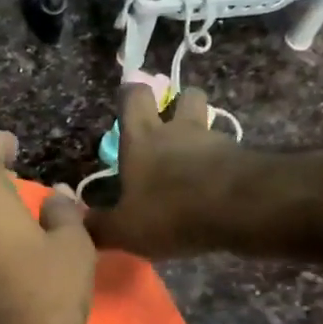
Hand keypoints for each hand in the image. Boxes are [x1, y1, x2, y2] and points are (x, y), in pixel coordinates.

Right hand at [84, 85, 240, 257]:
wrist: (240, 209)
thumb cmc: (170, 211)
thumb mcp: (124, 229)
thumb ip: (99, 226)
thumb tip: (78, 224)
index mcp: (142, 139)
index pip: (134, 97)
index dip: (131, 95)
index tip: (129, 99)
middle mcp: (179, 131)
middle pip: (185, 96)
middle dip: (180, 103)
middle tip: (173, 123)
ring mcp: (215, 142)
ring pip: (210, 125)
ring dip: (203, 138)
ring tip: (196, 165)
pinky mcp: (244, 159)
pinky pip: (231, 155)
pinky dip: (223, 166)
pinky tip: (218, 190)